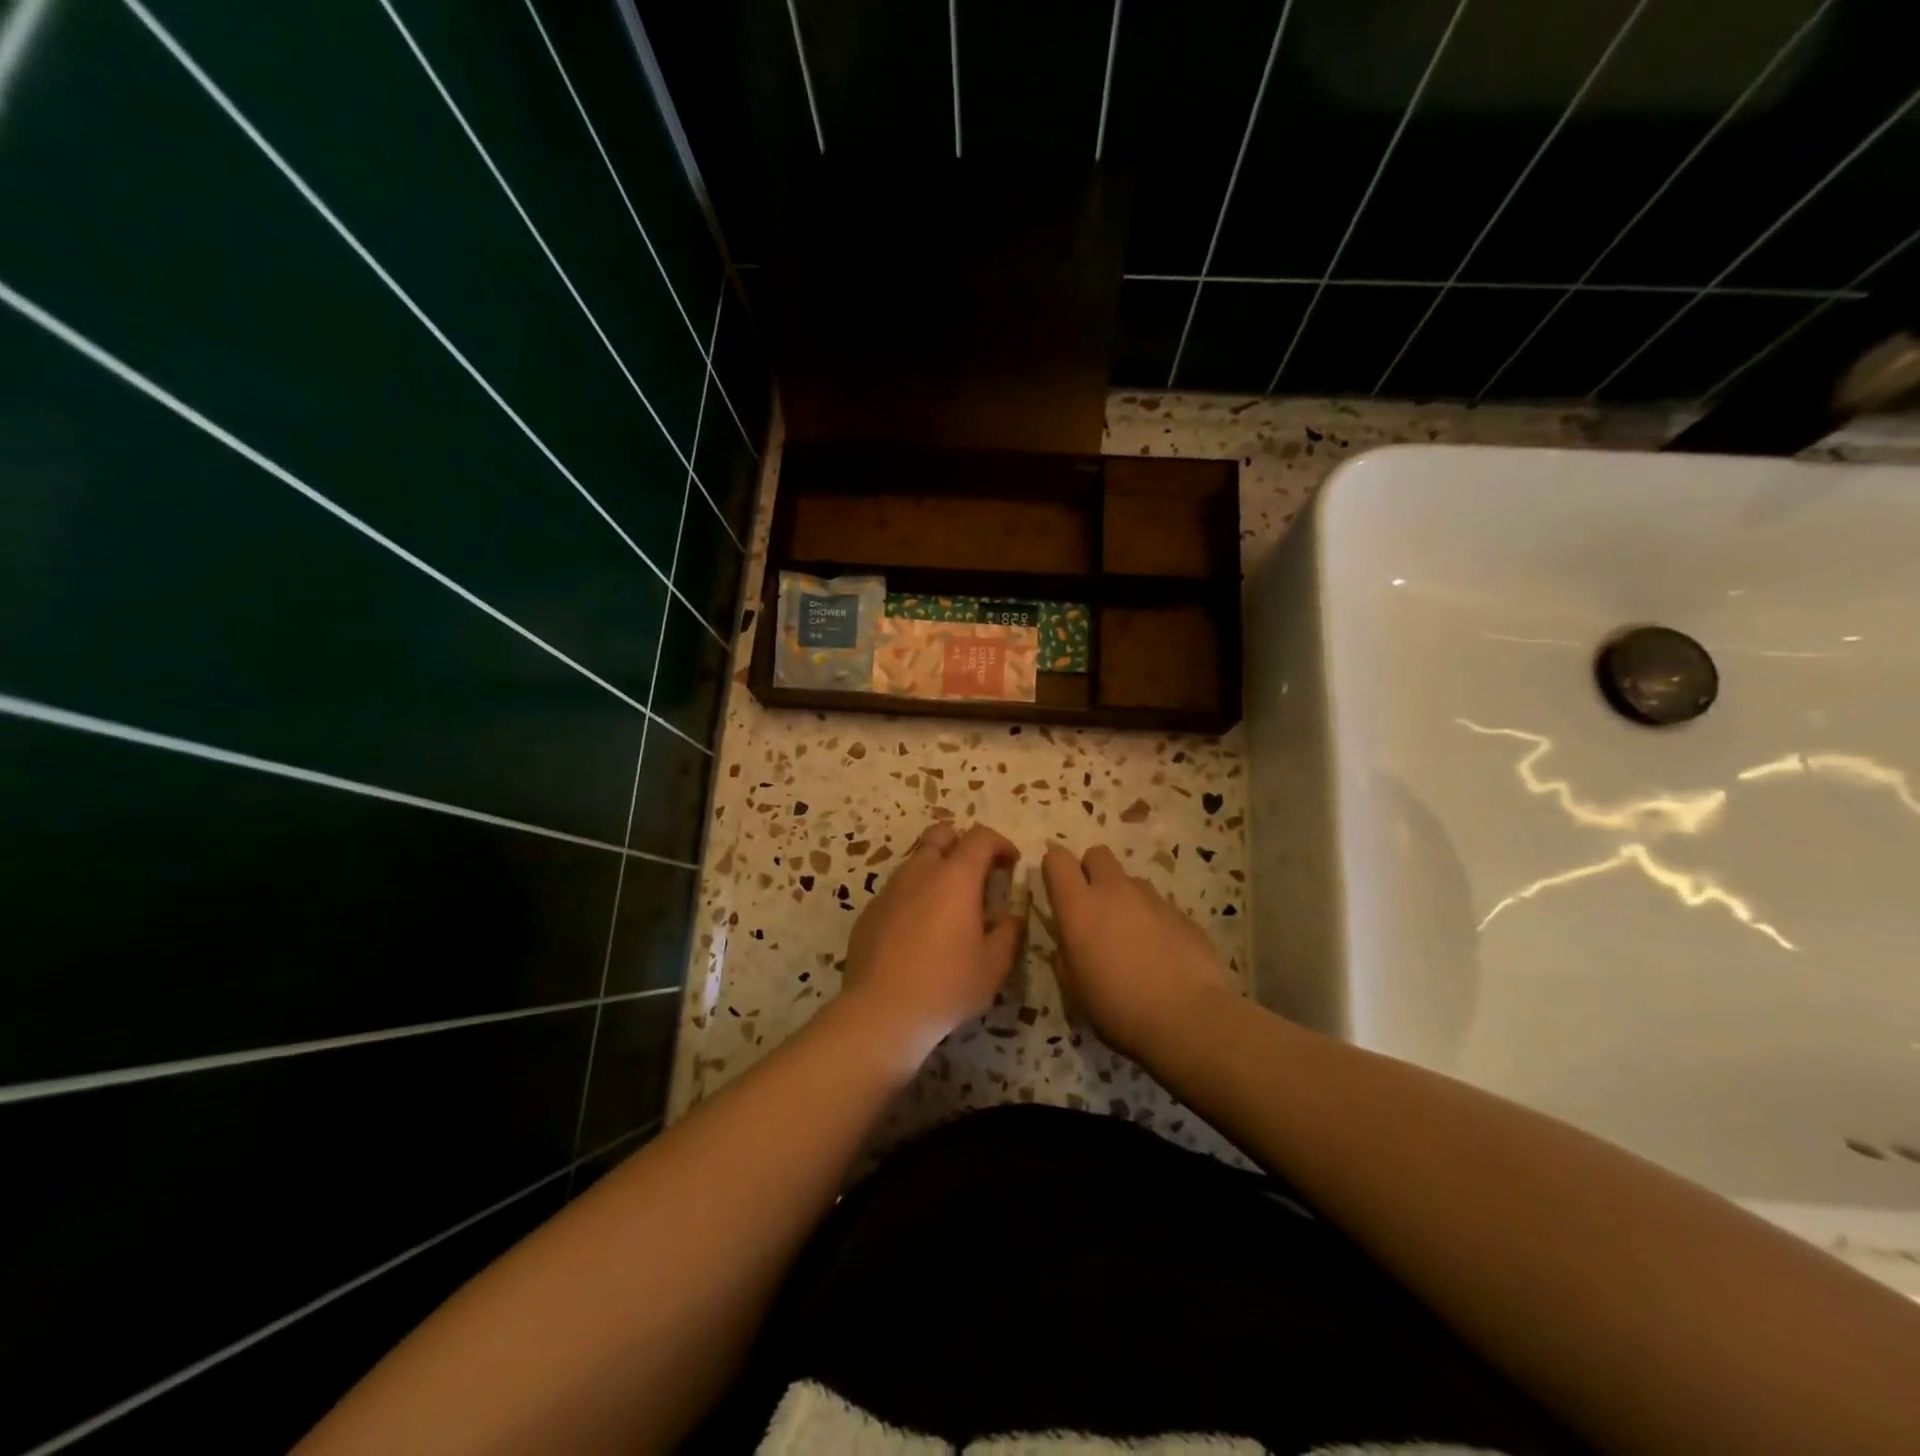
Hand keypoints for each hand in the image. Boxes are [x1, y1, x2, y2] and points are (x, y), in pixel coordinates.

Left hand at [840, 822, 1023, 1065]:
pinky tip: (919, 929)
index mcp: (956, 877)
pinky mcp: (870, 910)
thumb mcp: (994, 965)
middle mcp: (921, 871)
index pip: (981, 837)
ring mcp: (890, 889)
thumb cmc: (946, 985)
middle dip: (962, 842)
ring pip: (916, 860)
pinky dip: (914, 895)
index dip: (1001, 843)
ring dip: (936, 869)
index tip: (1011, 864)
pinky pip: (897, 889)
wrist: (881, 1010)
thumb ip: (1009, 932)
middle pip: (941, 833)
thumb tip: (1014, 915)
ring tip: (949, 904)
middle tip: (976, 872)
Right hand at [1042, 843, 1235, 1063]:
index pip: (1057, 858)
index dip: (1054, 869)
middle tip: (1093, 907)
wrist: (1189, 1018)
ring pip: (1129, 880)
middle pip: (1096, 854)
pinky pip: (1157, 904)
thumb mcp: (1075, 989)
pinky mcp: (1181, 912)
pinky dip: (1152, 919)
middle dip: (1091, 871)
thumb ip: (1065, 956)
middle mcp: (1114, 890)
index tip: (1057, 891)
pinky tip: (1160, 953)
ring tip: (1131, 937)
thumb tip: (1068, 944)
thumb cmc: (1118, 1008)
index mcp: (1079, 906)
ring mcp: (1152, 898)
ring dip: (1123, 897)